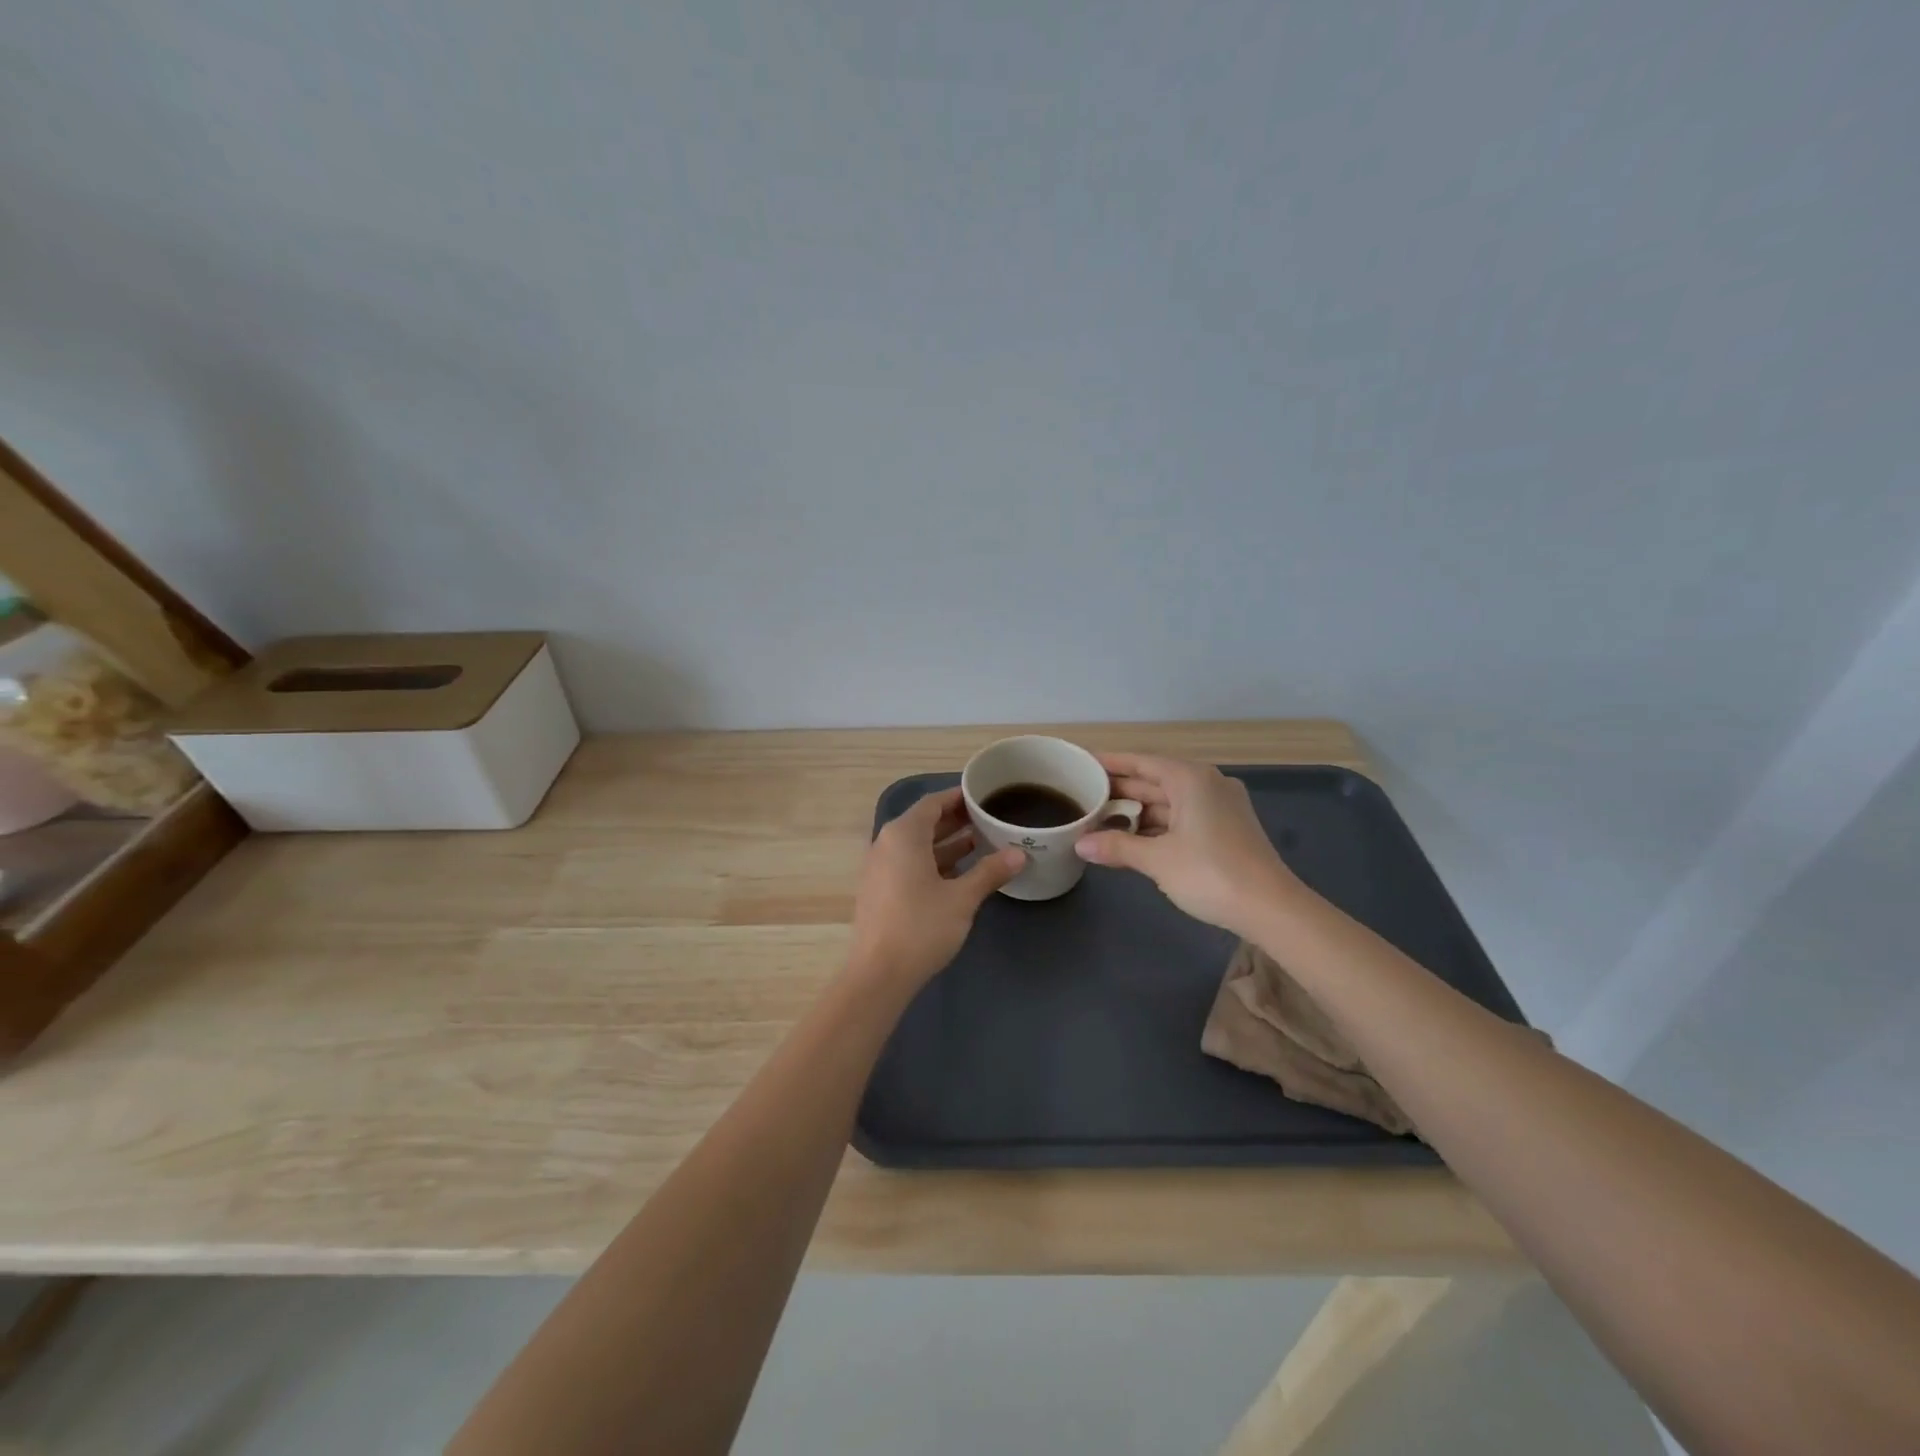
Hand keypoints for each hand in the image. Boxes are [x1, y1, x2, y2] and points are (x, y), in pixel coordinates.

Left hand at [848, 787, 1023, 989]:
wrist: (879, 975)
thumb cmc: (921, 927)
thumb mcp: (962, 898)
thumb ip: (990, 871)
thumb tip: (1020, 854)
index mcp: (903, 835)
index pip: (933, 803)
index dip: (959, 797)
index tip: (985, 795)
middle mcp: (887, 843)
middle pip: (924, 822)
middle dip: (957, 820)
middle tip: (991, 818)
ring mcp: (880, 868)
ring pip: (918, 845)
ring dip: (948, 842)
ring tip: (984, 842)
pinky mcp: (880, 890)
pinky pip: (910, 863)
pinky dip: (934, 862)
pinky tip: (961, 872)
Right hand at [1074, 753, 1300, 938]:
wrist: (1271, 908)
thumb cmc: (1210, 873)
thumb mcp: (1157, 860)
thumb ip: (1117, 847)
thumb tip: (1080, 845)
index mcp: (1190, 779)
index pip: (1141, 762)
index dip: (1111, 763)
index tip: (1083, 764)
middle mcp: (1206, 785)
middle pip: (1154, 781)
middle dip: (1120, 791)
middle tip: (1082, 796)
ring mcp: (1219, 807)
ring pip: (1168, 802)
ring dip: (1136, 813)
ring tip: (1099, 821)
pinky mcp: (1225, 829)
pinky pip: (1182, 818)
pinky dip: (1156, 827)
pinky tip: (1131, 840)